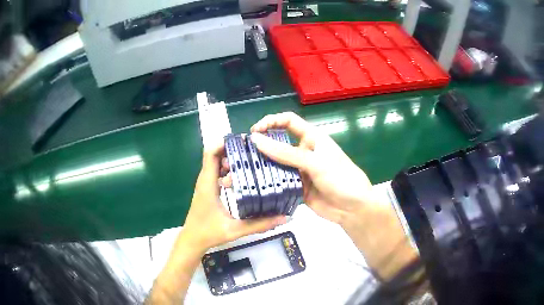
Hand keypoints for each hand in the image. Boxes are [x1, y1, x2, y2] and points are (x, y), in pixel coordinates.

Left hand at [182, 142, 286, 252]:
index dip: (225, 143)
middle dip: (233, 149)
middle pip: (215, 154)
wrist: (192, 241)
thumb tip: (284, 218)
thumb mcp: (236, 230)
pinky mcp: (208, 189)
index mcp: (208, 184)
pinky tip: (243, 177)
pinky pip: (217, 171)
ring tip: (251, 162)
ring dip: (231, 159)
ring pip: (216, 162)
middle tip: (254, 153)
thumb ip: (260, 224)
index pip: (211, 153)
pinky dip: (228, 169)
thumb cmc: (208, 233)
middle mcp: (205, 180)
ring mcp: (205, 184)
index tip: (244, 142)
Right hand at [250, 112, 375, 225]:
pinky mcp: (297, 188)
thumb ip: (285, 153)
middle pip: (279, 144)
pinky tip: (255, 187)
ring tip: (243, 172)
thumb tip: (256, 139)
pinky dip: (269, 183)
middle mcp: (304, 152)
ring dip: (262, 167)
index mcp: (312, 138)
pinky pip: (280, 182)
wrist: (353, 209)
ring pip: (277, 165)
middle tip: (243, 155)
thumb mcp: (314, 162)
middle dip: (262, 147)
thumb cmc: (341, 179)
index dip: (271, 121)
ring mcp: (300, 171)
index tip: (255, 132)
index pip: (288, 121)